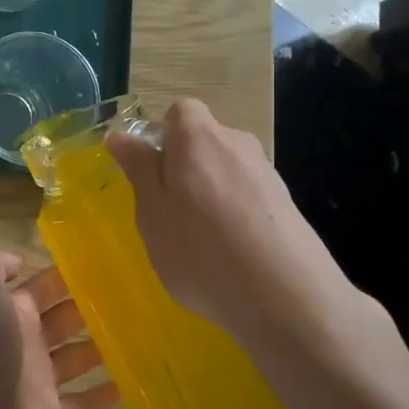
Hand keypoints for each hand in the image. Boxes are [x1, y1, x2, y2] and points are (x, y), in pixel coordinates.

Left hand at [0, 252, 120, 408]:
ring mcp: (39, 381)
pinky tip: (132, 383)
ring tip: (142, 335)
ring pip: (77, 358)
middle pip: (65, 320)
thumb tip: (21, 260)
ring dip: (103, 348)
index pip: (45, 287)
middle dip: (92, 309)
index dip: (70, 276)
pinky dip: (104, 395)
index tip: (108, 266)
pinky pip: (82, 404)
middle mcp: (26, 341)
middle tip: (134, 300)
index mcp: (12, 311)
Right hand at [106, 98, 369, 346]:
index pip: (179, 111)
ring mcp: (267, 173)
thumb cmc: (201, 249)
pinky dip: (234, 215)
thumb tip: (121, 136)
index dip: (161, 135)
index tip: (149, 173)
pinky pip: (247, 197)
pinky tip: (231, 254)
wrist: (286, 297)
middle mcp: (237, 143)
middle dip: (183, 168)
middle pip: (203, 142)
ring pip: (225, 171)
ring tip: (201, 242)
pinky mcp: (287, 204)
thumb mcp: (152, 211)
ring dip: (209, 194)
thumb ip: (138, 169)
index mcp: (198, 137)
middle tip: (168, 214)